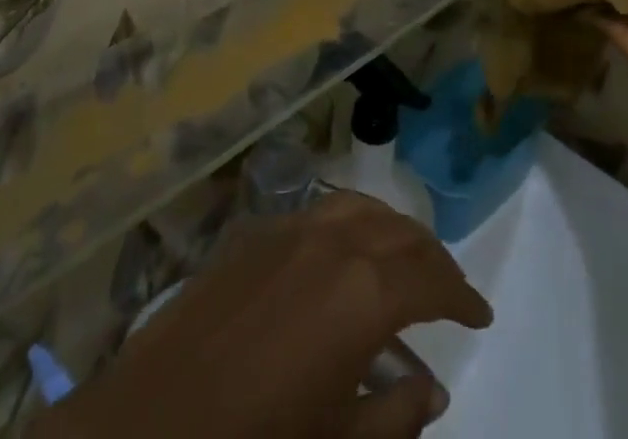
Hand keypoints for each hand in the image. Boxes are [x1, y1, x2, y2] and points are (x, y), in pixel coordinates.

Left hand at [32, 191, 491, 438]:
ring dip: (394, 232)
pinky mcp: (257, 231)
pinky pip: (323, 211)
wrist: (146, 424)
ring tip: (408, 262)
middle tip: (451, 290)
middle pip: (401, 235)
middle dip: (433, 260)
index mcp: (362, 293)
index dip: (462, 296)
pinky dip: (352, 223)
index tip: (481, 314)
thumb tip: (432, 387)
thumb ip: (394, 415)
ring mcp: (291, 227)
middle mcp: (333, 242)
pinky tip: (348, 251)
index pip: (431, 281)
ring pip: (363, 210)